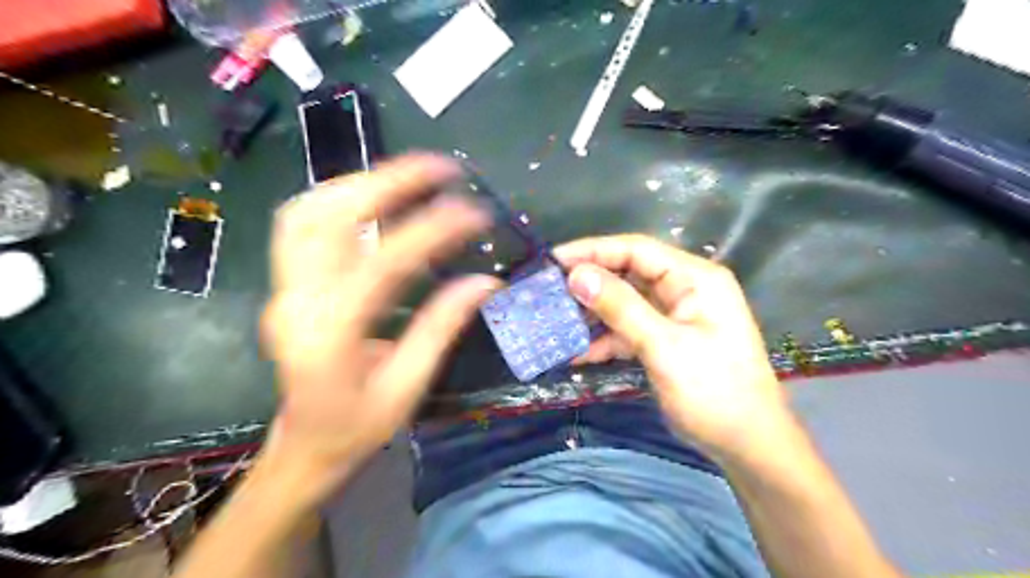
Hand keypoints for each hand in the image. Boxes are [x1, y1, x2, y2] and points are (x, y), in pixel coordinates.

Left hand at [259, 154, 497, 496]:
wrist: (303, 447)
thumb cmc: (358, 427)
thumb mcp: (409, 386)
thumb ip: (442, 328)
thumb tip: (485, 282)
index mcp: (331, 335)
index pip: (384, 264)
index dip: (433, 230)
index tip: (475, 213)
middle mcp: (296, 301)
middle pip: (329, 218)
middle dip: (388, 182)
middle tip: (440, 169)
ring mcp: (283, 289)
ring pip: (307, 212)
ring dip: (359, 183)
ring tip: (409, 177)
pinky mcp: (284, 285)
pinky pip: (301, 224)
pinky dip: (338, 199)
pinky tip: (372, 198)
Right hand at [555, 232, 790, 460]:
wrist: (747, 445)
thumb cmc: (714, 391)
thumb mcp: (664, 346)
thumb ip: (620, 308)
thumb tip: (577, 275)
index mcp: (694, 278)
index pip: (636, 249)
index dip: (592, 251)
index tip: (553, 261)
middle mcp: (685, 288)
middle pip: (628, 272)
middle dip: (589, 283)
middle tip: (549, 291)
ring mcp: (675, 314)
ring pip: (625, 301)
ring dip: (593, 313)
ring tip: (556, 322)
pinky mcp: (666, 338)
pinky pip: (630, 327)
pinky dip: (606, 338)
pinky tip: (578, 353)